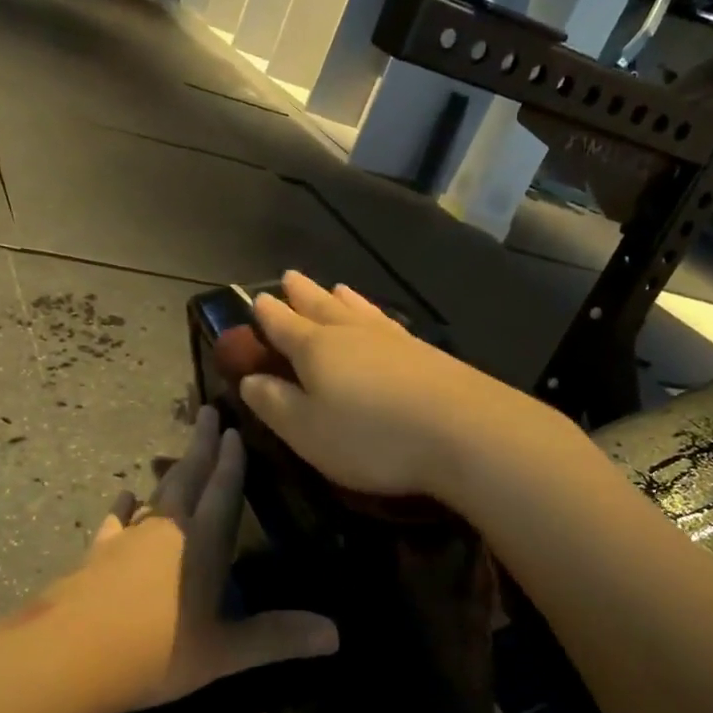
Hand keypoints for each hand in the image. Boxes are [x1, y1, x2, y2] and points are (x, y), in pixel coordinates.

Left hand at [52, 406, 338, 711]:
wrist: (70, 657)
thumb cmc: (157, 651)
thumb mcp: (225, 652)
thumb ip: (278, 638)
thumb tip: (337, 635)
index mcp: (202, 543)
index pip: (222, 491)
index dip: (232, 461)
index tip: (234, 428)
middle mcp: (167, 530)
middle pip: (188, 477)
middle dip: (201, 446)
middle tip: (207, 412)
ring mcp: (127, 539)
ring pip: (155, 495)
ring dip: (169, 472)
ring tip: (175, 453)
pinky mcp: (97, 555)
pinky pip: (115, 521)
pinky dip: (123, 507)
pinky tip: (124, 496)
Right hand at [236, 273, 534, 499]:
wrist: (464, 430)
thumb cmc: (372, 436)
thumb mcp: (307, 431)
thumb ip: (274, 404)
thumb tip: (248, 379)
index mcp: (316, 349)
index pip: (283, 325)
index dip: (266, 315)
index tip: (256, 300)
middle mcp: (352, 333)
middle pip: (321, 306)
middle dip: (302, 294)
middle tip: (290, 276)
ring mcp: (393, 338)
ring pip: (358, 309)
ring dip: (342, 298)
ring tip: (335, 287)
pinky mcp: (426, 352)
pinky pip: (387, 321)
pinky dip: (374, 313)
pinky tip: (382, 319)